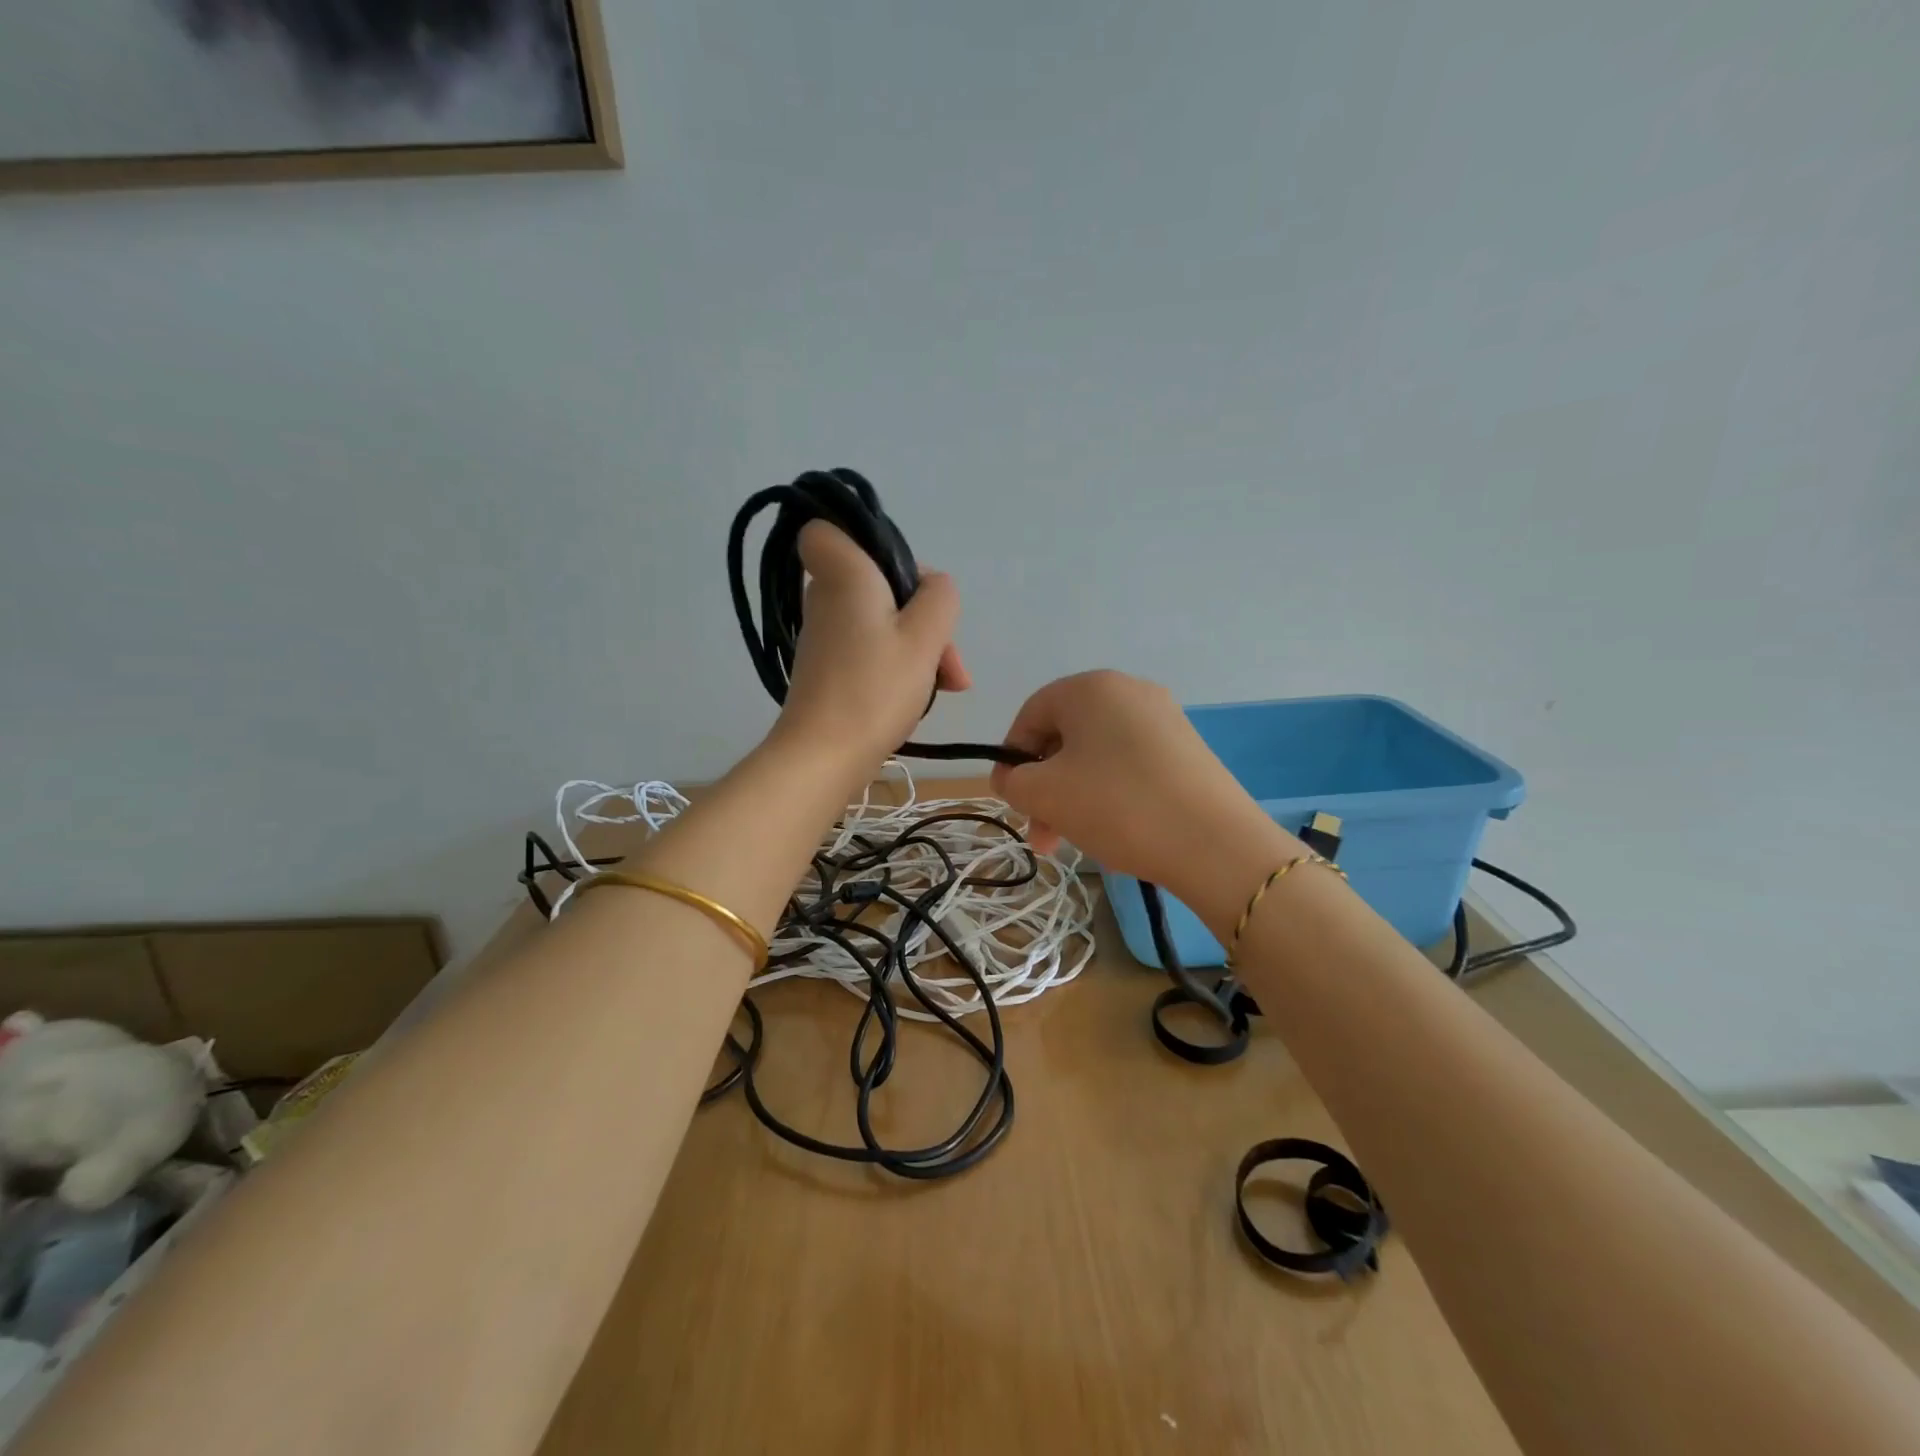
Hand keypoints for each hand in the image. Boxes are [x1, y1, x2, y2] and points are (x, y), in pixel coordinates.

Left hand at [774, 521, 970, 768]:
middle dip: (922, 613)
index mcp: (844, 574)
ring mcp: (825, 635)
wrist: (824, 756)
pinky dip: (898, 663)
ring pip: (881, 618)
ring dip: (918, 645)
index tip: (903, 578)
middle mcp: (825, 597)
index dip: (866, 541)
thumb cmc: (874, 688)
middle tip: (946, 655)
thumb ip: (940, 598)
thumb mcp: (925, 637)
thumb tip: (934, 588)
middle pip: (878, 581)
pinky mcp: (828, 666)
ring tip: (949, 685)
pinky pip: (870, 646)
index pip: (826, 529)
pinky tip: (925, 693)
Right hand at [990, 671, 1301, 896]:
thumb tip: (1013, 777)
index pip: (1031, 714)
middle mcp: (1129, 691)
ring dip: (1073, 796)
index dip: (1011, 757)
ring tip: (1070, 842)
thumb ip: (1012, 781)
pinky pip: (1129, 764)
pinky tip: (1112, 829)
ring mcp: (1163, 718)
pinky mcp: (1187, 748)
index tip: (1011, 799)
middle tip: (1041, 834)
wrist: (1215, 843)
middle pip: (1066, 737)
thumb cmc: (1117, 806)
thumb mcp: (1044, 794)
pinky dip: (1109, 793)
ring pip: (1097, 755)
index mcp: (1091, 688)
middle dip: (1044, 786)